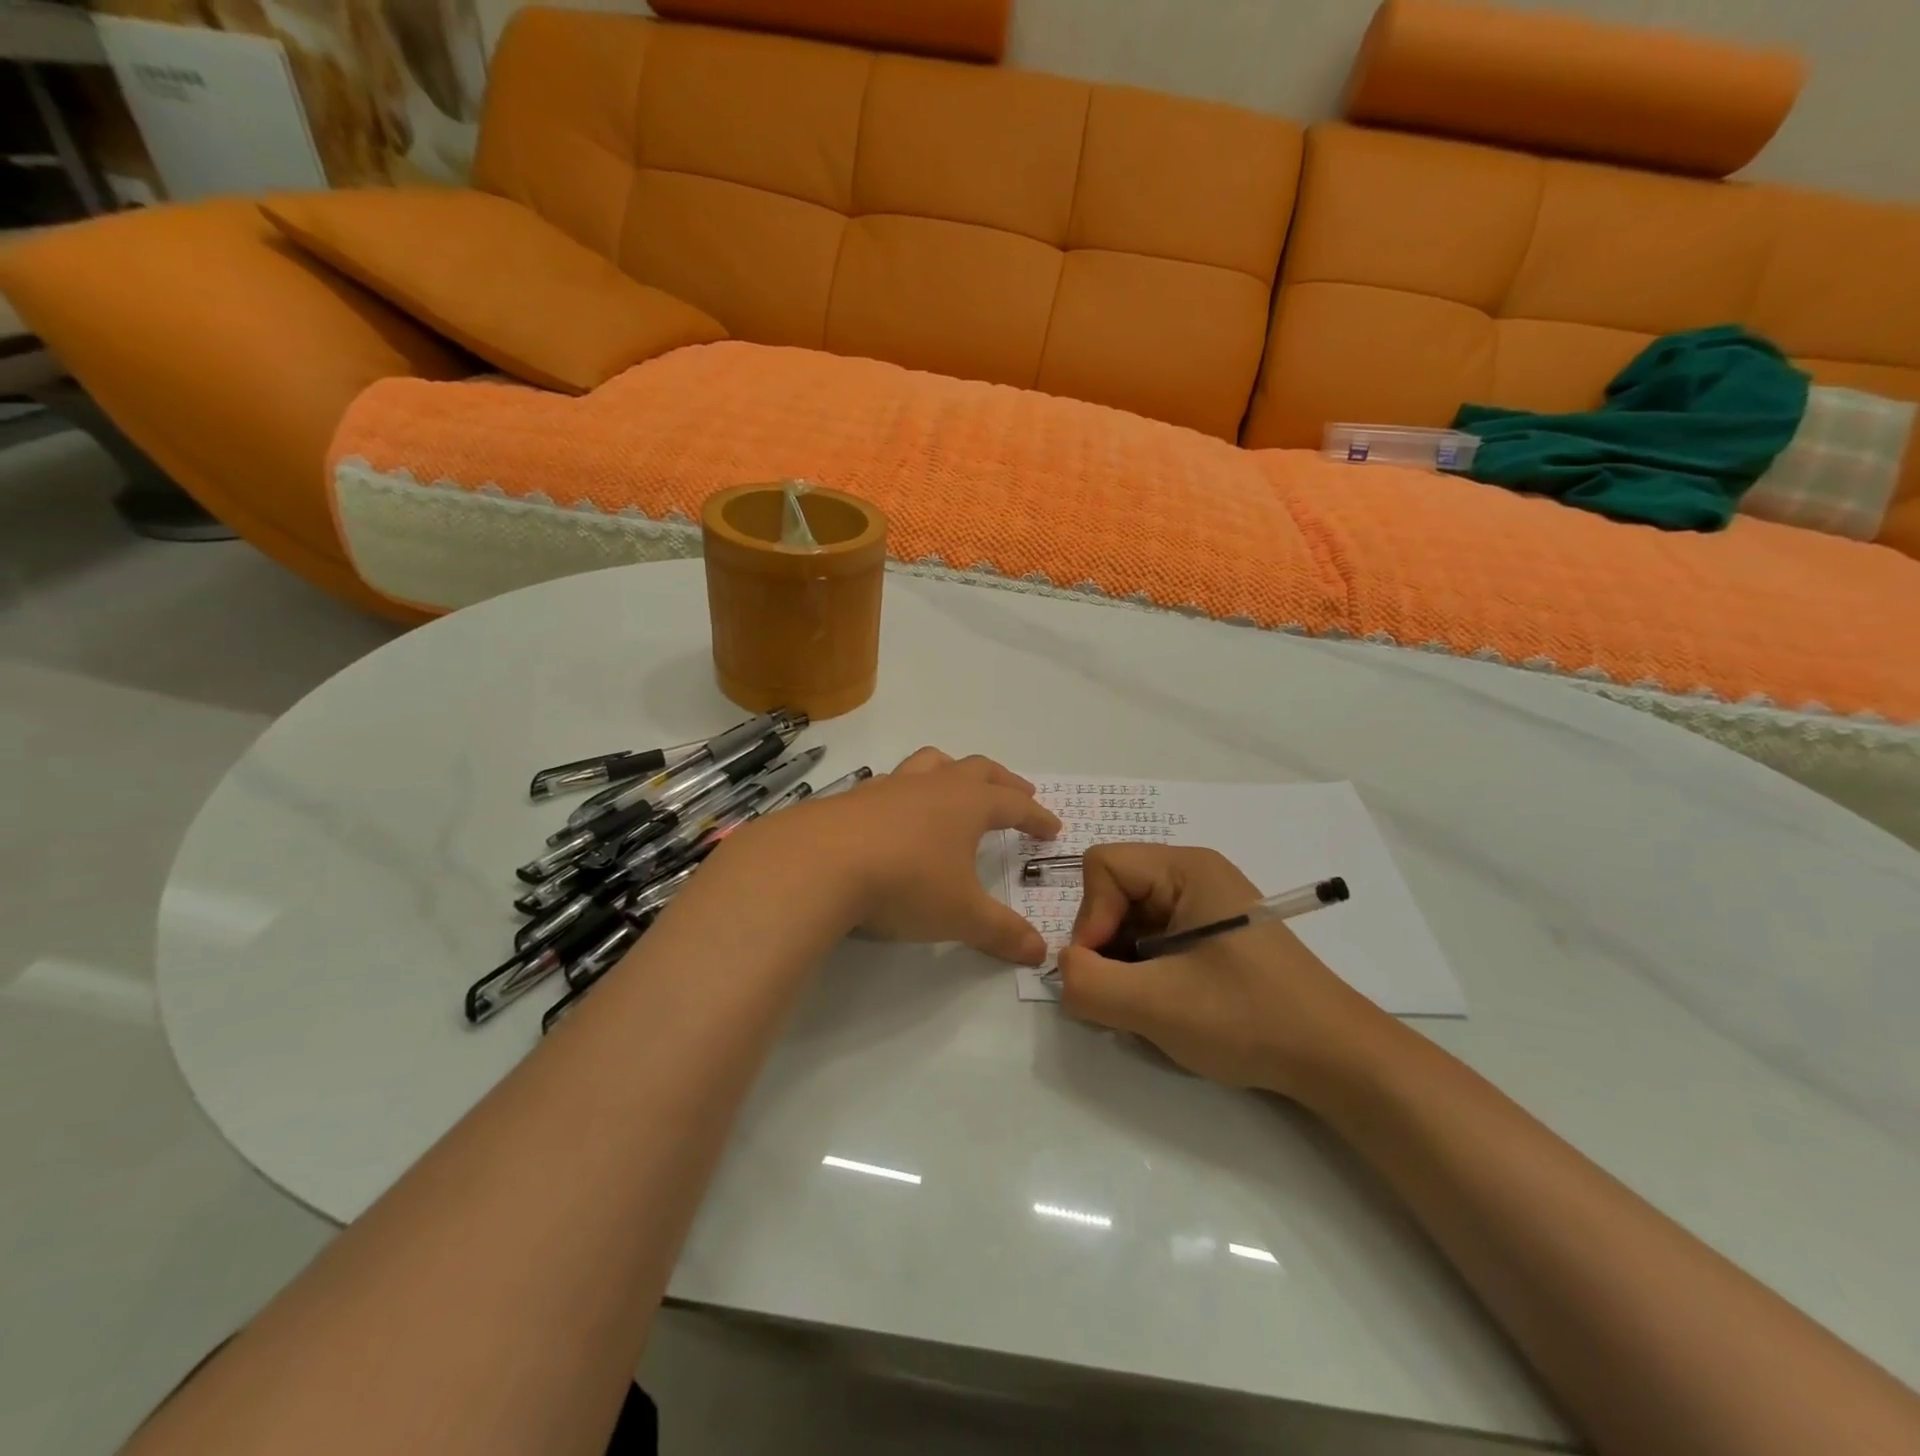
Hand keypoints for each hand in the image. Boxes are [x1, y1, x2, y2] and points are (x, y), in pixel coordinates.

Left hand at [772, 748, 1060, 963]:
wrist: (819, 864)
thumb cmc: (905, 883)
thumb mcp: (961, 915)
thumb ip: (1002, 932)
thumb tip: (1040, 952)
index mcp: (967, 804)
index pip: (1014, 803)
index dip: (1036, 815)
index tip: (1052, 827)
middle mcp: (932, 786)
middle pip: (977, 769)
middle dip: (1003, 782)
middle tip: (1019, 793)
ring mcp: (890, 787)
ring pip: (931, 763)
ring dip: (953, 772)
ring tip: (957, 787)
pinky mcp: (853, 798)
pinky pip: (891, 784)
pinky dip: (907, 793)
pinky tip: (897, 816)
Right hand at [1057, 844, 1387, 1097]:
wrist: (1336, 1059)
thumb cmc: (1249, 1018)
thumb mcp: (1157, 1004)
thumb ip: (1089, 984)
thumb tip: (1064, 970)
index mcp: (1186, 868)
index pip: (1103, 866)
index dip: (1090, 917)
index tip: (1105, 969)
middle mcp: (1193, 874)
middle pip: (1114, 890)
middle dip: (1105, 943)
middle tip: (1125, 994)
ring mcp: (1204, 905)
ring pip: (1130, 918)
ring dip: (1123, 962)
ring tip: (1147, 1004)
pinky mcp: (1211, 935)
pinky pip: (1153, 937)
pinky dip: (1143, 970)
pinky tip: (1166, 1003)